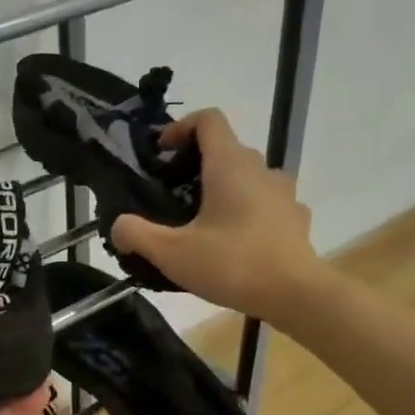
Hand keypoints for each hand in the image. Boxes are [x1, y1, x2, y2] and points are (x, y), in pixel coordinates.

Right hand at [110, 108, 319, 321]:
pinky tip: (234, 243)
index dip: (181, 127)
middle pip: (226, 151)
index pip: (208, 120)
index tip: (162, 154)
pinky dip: (247, 214)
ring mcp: (283, 193)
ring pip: (247, 179)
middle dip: (196, 167)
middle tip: (173, 198)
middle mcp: (260, 169)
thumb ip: (137, 235)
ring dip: (224, 191)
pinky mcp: (295, 219)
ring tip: (203, 225)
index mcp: (230, 165)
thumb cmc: (232, 264)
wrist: (296, 294)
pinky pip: (266, 205)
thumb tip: (118, 226)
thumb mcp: (172, 253)